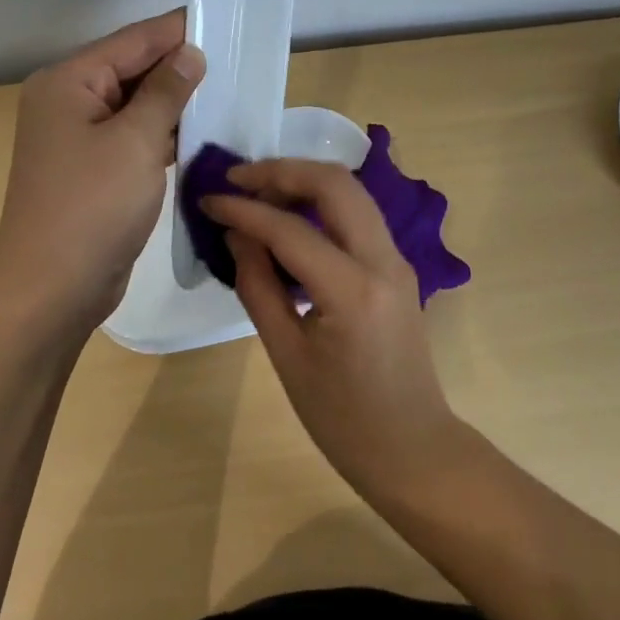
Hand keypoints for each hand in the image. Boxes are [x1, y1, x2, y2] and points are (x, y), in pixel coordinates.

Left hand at [0, 10, 204, 340]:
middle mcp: (69, 102)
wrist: (52, 290)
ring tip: (229, 90)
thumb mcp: (136, 141)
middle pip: (132, 70)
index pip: (132, 40)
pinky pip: (134, 137)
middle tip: (236, 57)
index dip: (177, 30)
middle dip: (180, 66)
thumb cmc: (92, 206)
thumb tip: (189, 53)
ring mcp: (79, 138)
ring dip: (176, 102)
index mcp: (68, 82)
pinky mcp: (94, 170)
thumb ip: (166, 91)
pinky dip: (164, 134)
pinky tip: (202, 132)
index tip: (224, 19)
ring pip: (136, 106)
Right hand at [201, 160, 462, 496]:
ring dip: (303, 180)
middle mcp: (383, 261)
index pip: (291, 229)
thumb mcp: (287, 356)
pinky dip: (321, 202)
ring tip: (257, 190)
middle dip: (282, 171)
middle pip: (335, 183)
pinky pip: (357, 215)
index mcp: (353, 291)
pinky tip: (288, 216)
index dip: (244, 209)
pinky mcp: (397, 266)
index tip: (208, 199)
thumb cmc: (343, 418)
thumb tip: (237, 233)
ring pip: (351, 191)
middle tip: (237, 179)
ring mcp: (397, 259)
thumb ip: (258, 286)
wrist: (412, 448)